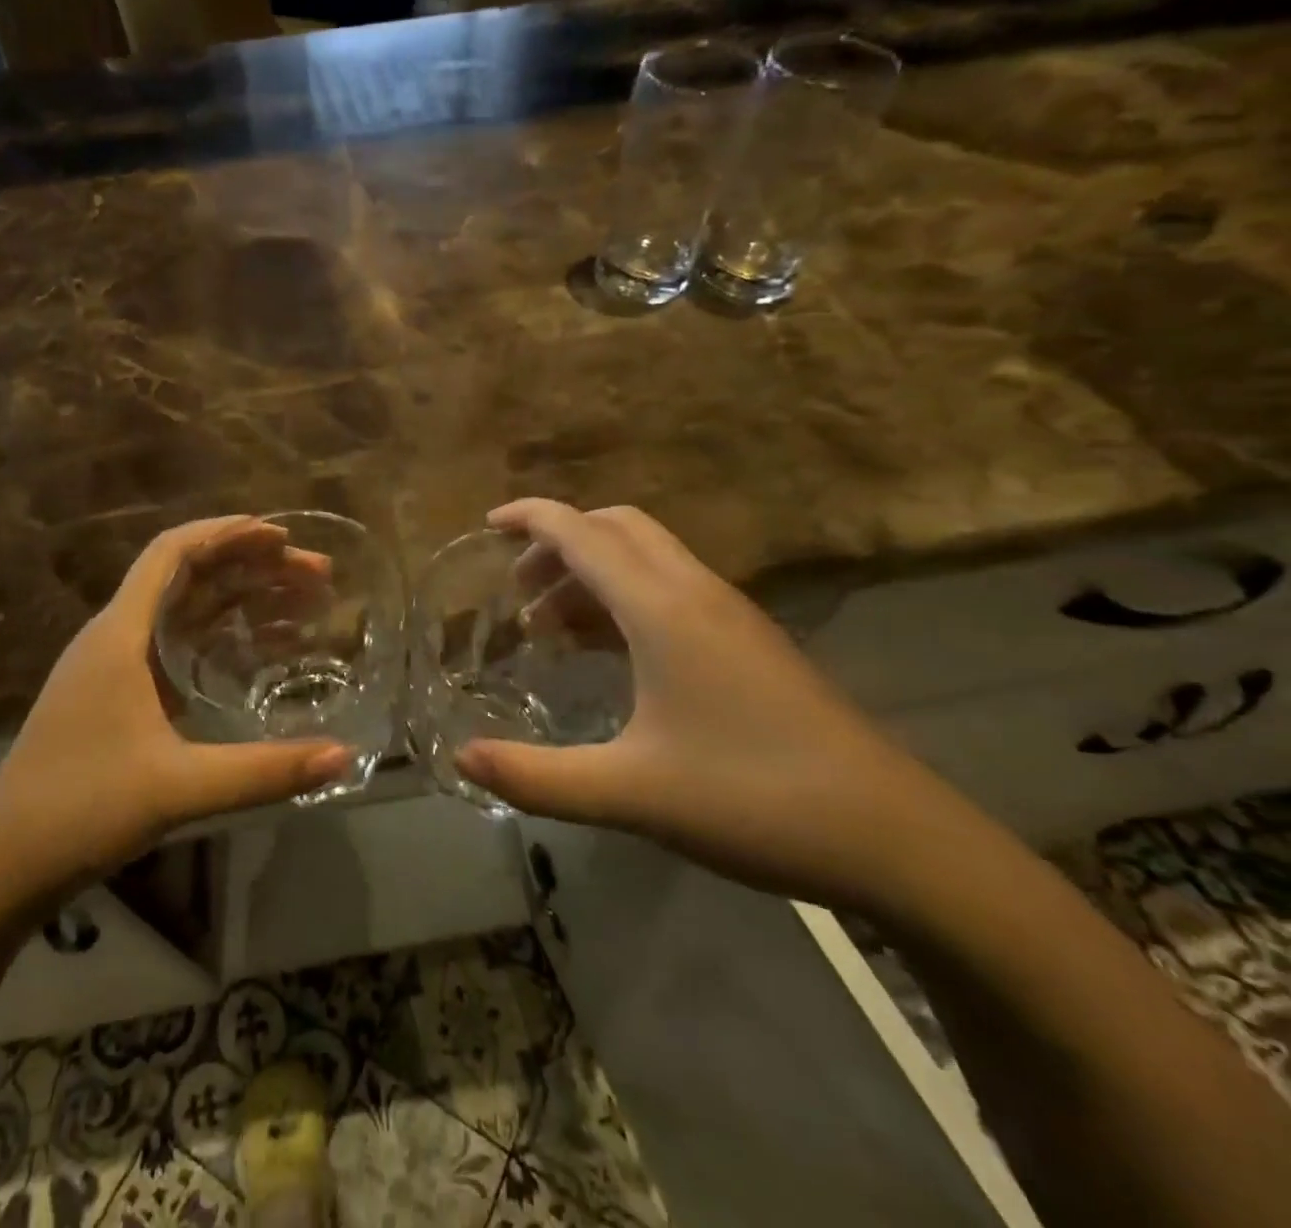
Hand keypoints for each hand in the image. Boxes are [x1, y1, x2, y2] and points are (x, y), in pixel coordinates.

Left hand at [0, 517, 351, 892]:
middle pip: (187, 575)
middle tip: (313, 574)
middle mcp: (115, 635)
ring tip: (298, 600)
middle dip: (250, 564)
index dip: (227, 533)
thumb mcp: (180, 788)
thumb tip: (344, 756)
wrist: (4, 860)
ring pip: (184, 608)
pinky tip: (254, 648)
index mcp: (120, 634)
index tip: (281, 536)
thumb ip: (264, 771)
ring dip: (238, 596)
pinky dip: (219, 632)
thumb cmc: (82, 809)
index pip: (172, 553)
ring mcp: (114, 664)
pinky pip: (177, 641)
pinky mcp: (118, 692)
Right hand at [454, 499, 990, 912]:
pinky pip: (671, 592)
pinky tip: (607, 653)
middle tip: (517, 587)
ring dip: (591, 574)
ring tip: (548, 627)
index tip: (487, 523)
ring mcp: (730, 616)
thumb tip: (461, 759)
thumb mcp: (630, 793)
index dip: (530, 518)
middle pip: (618, 529)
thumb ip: (537, 776)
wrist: (894, 838)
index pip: (582, 533)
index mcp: (663, 609)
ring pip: (647, 560)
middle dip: (559, 542)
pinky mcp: (749, 644)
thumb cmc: (753, 801)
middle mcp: (696, 593)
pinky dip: (624, 601)